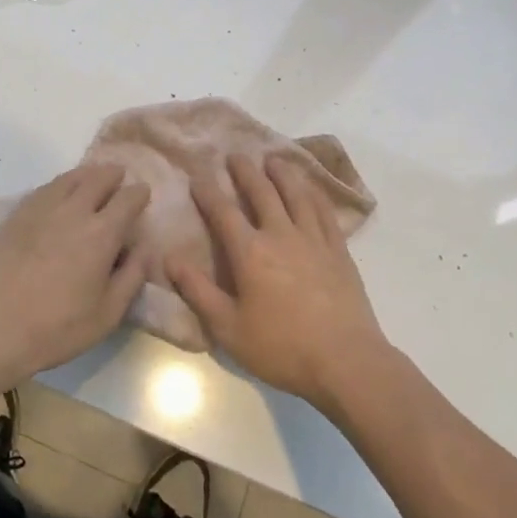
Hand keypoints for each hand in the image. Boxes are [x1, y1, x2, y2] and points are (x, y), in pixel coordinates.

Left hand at [0, 164, 149, 386]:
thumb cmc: (58, 328)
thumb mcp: (109, 313)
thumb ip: (131, 275)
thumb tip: (142, 247)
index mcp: (101, 233)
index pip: (128, 199)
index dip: (139, 193)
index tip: (143, 193)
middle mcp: (73, 211)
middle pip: (97, 178)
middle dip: (113, 175)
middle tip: (119, 177)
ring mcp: (41, 210)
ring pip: (69, 179)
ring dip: (86, 175)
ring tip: (92, 178)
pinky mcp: (16, 216)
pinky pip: (44, 189)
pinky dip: (60, 185)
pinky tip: (59, 193)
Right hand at [167, 153, 392, 412]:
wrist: (346, 361)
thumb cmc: (281, 348)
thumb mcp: (228, 328)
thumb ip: (198, 291)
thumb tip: (170, 258)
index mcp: (250, 253)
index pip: (223, 212)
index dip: (208, 192)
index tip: (197, 175)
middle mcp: (281, 235)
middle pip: (262, 193)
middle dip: (245, 172)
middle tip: (235, 155)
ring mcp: (314, 240)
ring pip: (296, 195)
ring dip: (282, 174)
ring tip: (273, 159)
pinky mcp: (339, 251)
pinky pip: (325, 212)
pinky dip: (314, 194)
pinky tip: (311, 188)